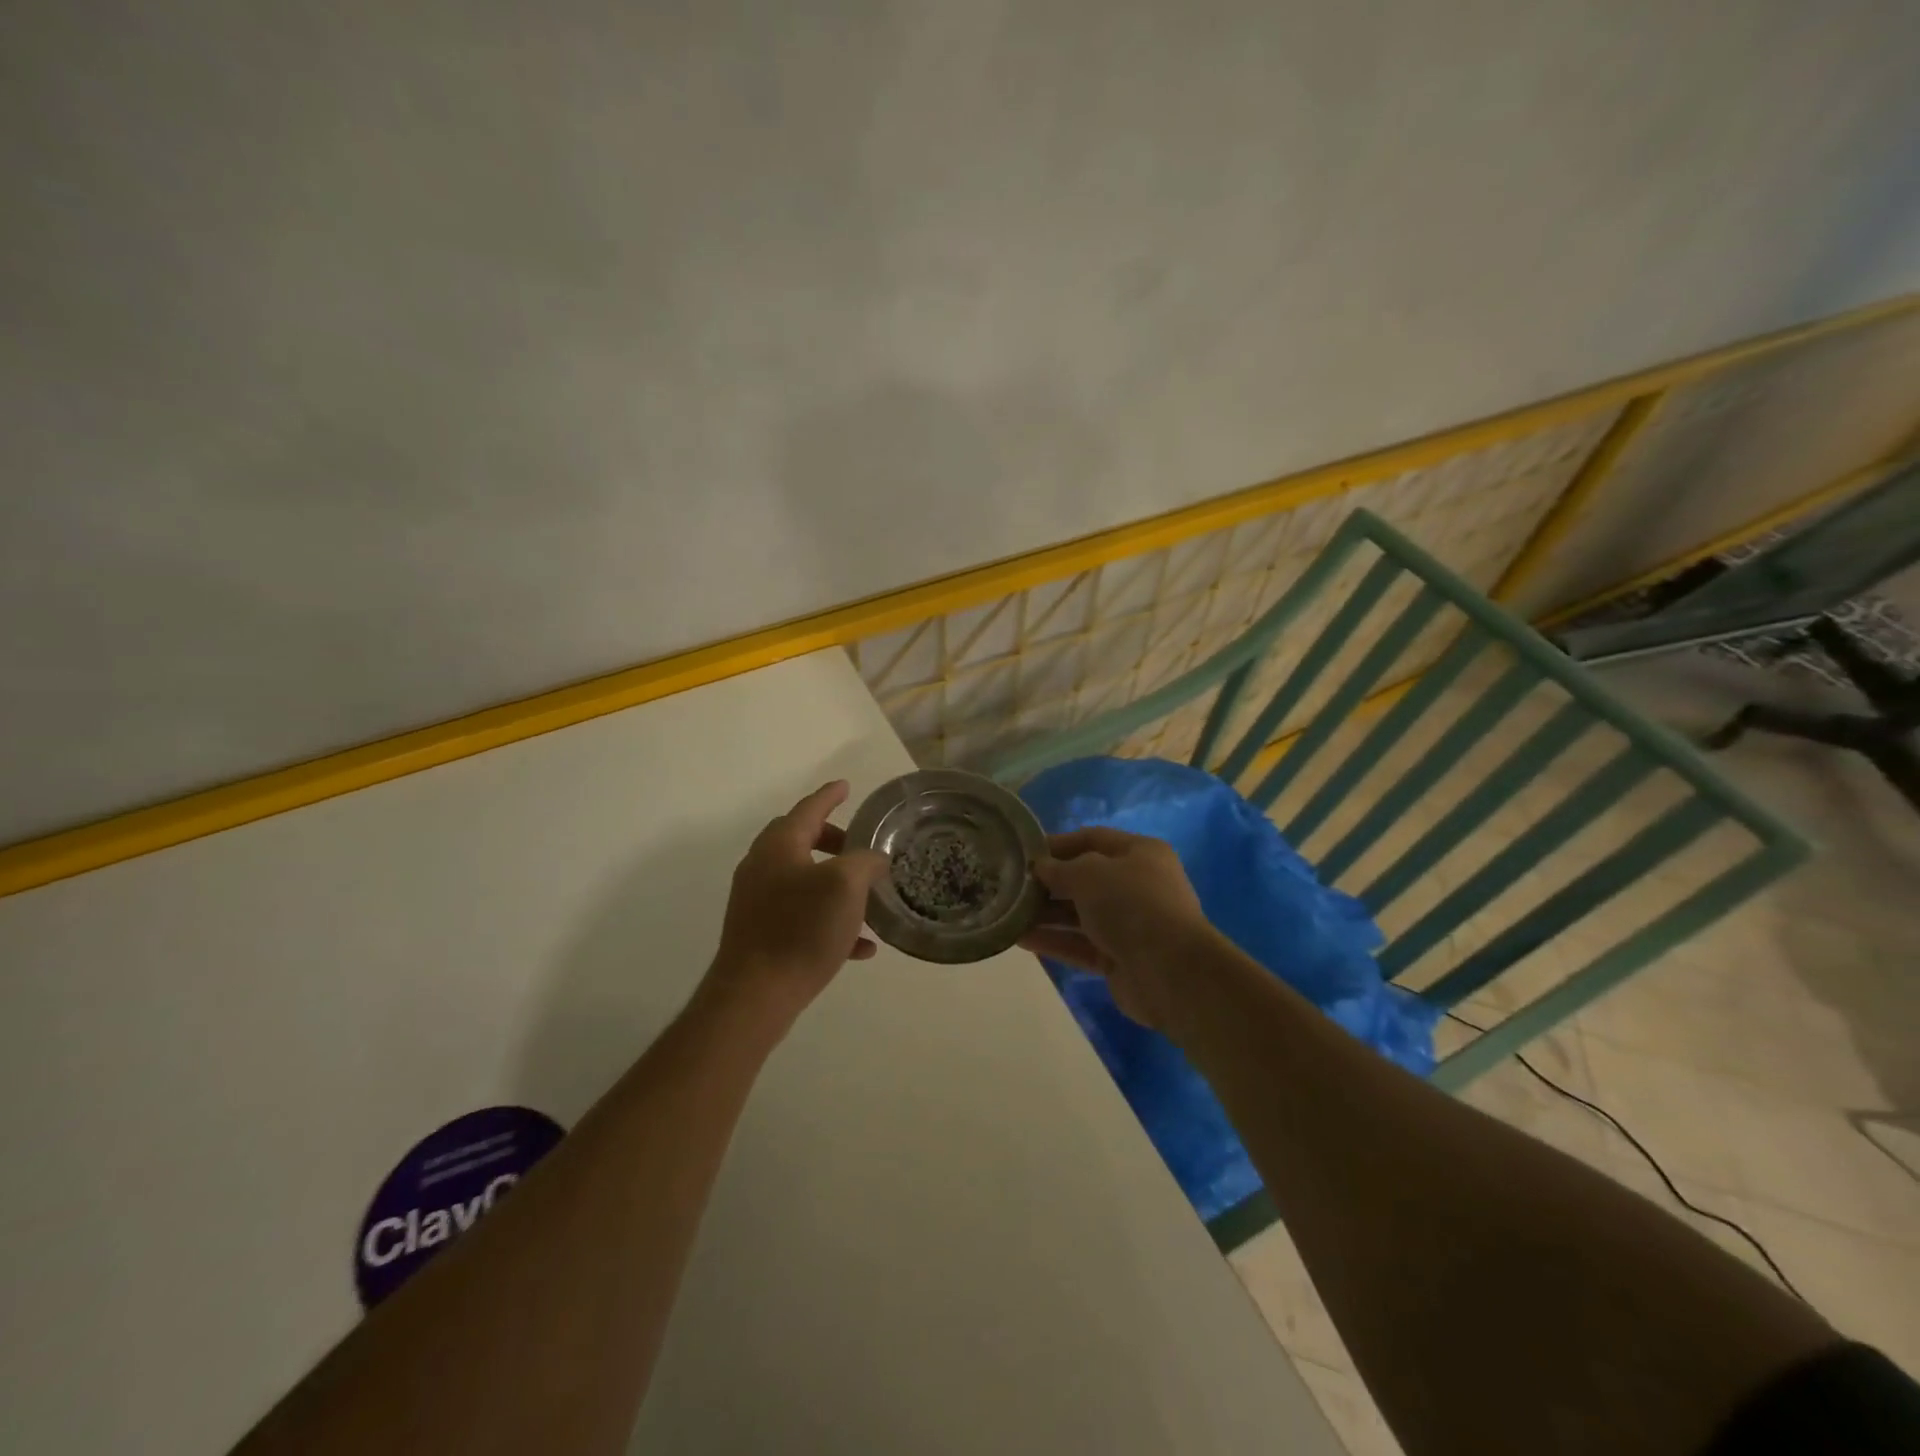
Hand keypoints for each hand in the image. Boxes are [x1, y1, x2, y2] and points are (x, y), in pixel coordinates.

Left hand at [703, 781, 889, 1034]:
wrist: (754, 994)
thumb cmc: (801, 929)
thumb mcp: (845, 886)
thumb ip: (865, 862)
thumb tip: (874, 858)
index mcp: (780, 845)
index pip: (810, 808)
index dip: (830, 795)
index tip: (846, 786)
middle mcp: (762, 865)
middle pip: (801, 840)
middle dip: (833, 841)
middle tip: (859, 849)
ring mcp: (756, 900)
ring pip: (803, 879)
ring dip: (835, 884)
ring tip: (866, 901)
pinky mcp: (758, 931)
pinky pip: (800, 914)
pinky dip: (828, 919)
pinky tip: (859, 946)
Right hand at [1019, 827, 1219, 1034]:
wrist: (1170, 972)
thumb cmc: (1131, 905)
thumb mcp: (1089, 874)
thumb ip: (1060, 869)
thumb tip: (1040, 868)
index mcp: (1140, 853)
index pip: (1091, 838)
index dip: (1057, 844)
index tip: (1023, 852)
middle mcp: (1137, 885)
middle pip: (1085, 878)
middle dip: (1048, 883)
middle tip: (1010, 885)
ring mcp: (1129, 924)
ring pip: (1079, 914)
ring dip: (1045, 914)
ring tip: (1007, 912)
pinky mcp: (1119, 958)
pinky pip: (1080, 944)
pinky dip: (1053, 941)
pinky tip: (1020, 939)